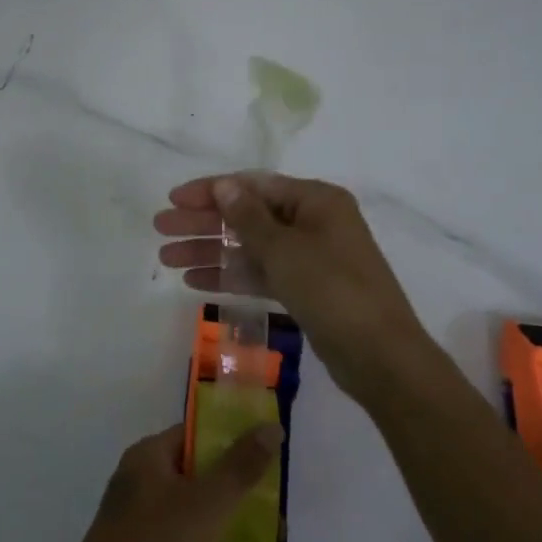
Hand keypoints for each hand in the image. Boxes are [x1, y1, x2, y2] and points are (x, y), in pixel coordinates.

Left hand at [42, 422, 281, 541]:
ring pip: (184, 500)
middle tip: (270, 494)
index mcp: (146, 455)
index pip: (193, 433)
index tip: (266, 452)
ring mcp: (130, 514)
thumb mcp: (206, 504)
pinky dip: (199, 534)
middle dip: (229, 477)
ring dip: (217, 509)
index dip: (230, 437)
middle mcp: (135, 477)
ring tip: (258, 526)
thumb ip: (240, 466)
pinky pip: (174, 529)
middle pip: (190, 466)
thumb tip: (272, 426)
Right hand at [154, 173, 440, 405]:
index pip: (252, 186)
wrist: (380, 357)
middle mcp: (313, 222)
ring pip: (250, 247)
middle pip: (247, 215)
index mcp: (315, 200)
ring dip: (210, 251)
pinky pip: (260, 274)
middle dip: (203, 222)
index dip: (210, 191)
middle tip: (161, 229)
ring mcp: (309, 258)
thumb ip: (248, 217)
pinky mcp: (305, 289)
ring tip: (167, 259)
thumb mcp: (285, 249)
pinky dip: (231, 276)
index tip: (173, 200)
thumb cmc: (333, 289)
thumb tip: (224, 184)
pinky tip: (194, 281)